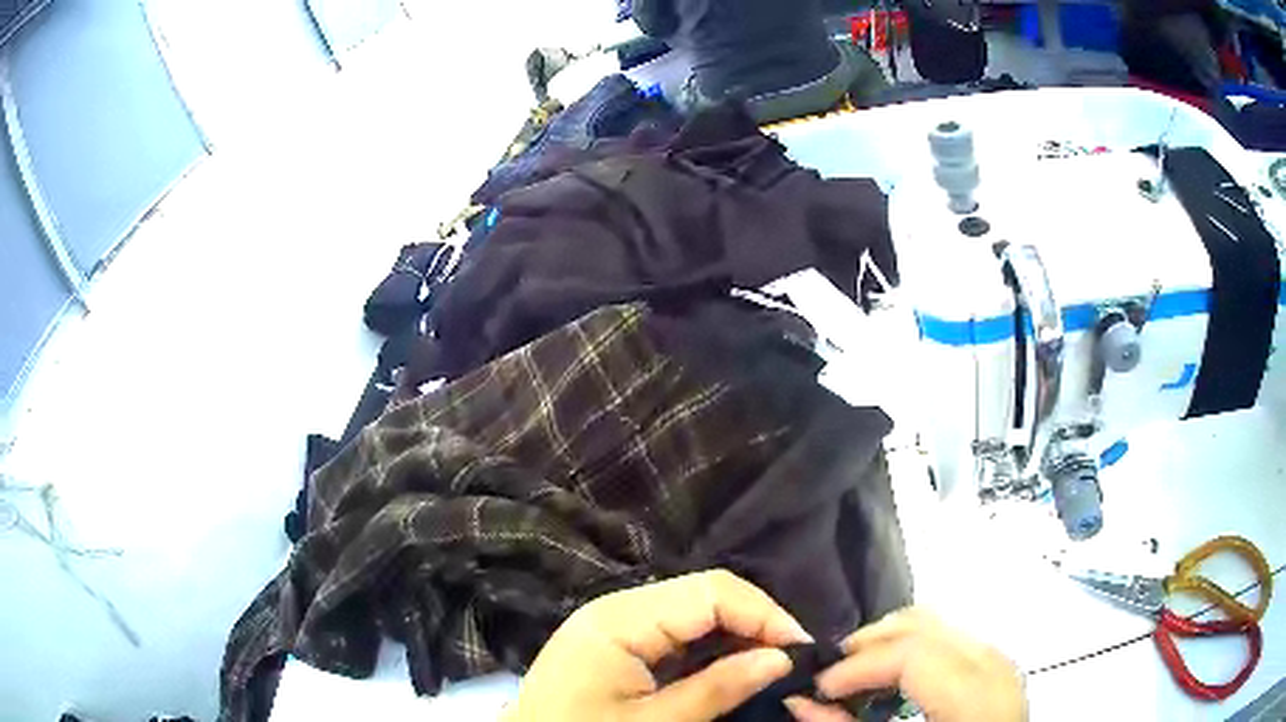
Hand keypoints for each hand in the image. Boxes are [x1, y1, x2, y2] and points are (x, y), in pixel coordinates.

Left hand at [504, 570, 812, 721]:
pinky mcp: (616, 644)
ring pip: (695, 614)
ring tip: (772, 667)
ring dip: (737, 637)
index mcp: (620, 617)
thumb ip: (718, 687)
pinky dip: (711, 650)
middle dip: (755, 623)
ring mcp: (615, 624)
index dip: (765, 614)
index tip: (803, 649)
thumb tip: (783, 657)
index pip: (711, 591)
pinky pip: (676, 635)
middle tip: (793, 662)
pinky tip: (732, 671)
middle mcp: (618, 607)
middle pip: (705, 596)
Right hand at [786, 607, 1025, 721]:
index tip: (820, 686)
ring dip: (890, 641)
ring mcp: (1000, 659)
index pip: (912, 653)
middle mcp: (994, 665)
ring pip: (939, 622)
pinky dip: (915, 647)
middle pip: (925, 624)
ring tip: (860, 672)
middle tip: (833, 671)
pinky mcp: (998, 663)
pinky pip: (952, 636)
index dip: (858, 665)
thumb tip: (799, 701)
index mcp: (975, 695)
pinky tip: (896, 676)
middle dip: (869, 642)